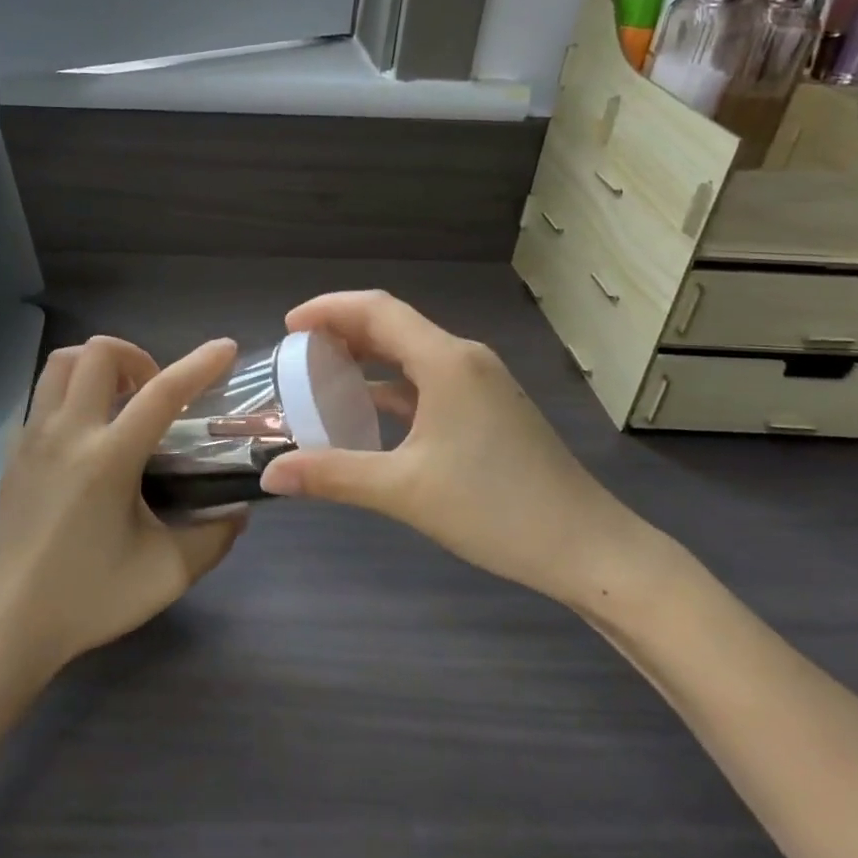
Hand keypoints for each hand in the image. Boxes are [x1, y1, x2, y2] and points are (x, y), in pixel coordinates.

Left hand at [0, 335, 247, 675]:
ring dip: (98, 365)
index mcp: (108, 460)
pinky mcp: (14, 451)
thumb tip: (238, 510)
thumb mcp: (168, 573)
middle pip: (98, 352)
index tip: (226, 348)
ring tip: (120, 401)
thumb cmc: (92, 598)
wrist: (14, 624)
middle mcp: (67, 434)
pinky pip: (44, 394)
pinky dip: (74, 391)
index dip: (199, 364)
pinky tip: (89, 433)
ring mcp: (33, 438)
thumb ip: (214, 536)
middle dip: (136, 356)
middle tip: (154, 393)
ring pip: (62, 362)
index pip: (162, 393)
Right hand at [258, 291, 656, 612]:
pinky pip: (428, 380)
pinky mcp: (488, 408)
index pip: (376, 310)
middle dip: (342, 331)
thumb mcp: (404, 491)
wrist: (588, 548)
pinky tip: (369, 411)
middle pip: (393, 326)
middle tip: (297, 353)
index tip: (288, 328)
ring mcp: (481, 383)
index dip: (328, 309)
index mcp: (445, 361)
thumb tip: (270, 475)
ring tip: (323, 376)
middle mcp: (464, 359)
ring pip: (412, 353)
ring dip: (367, 358)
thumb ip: (333, 476)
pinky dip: (392, 386)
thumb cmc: (496, 509)